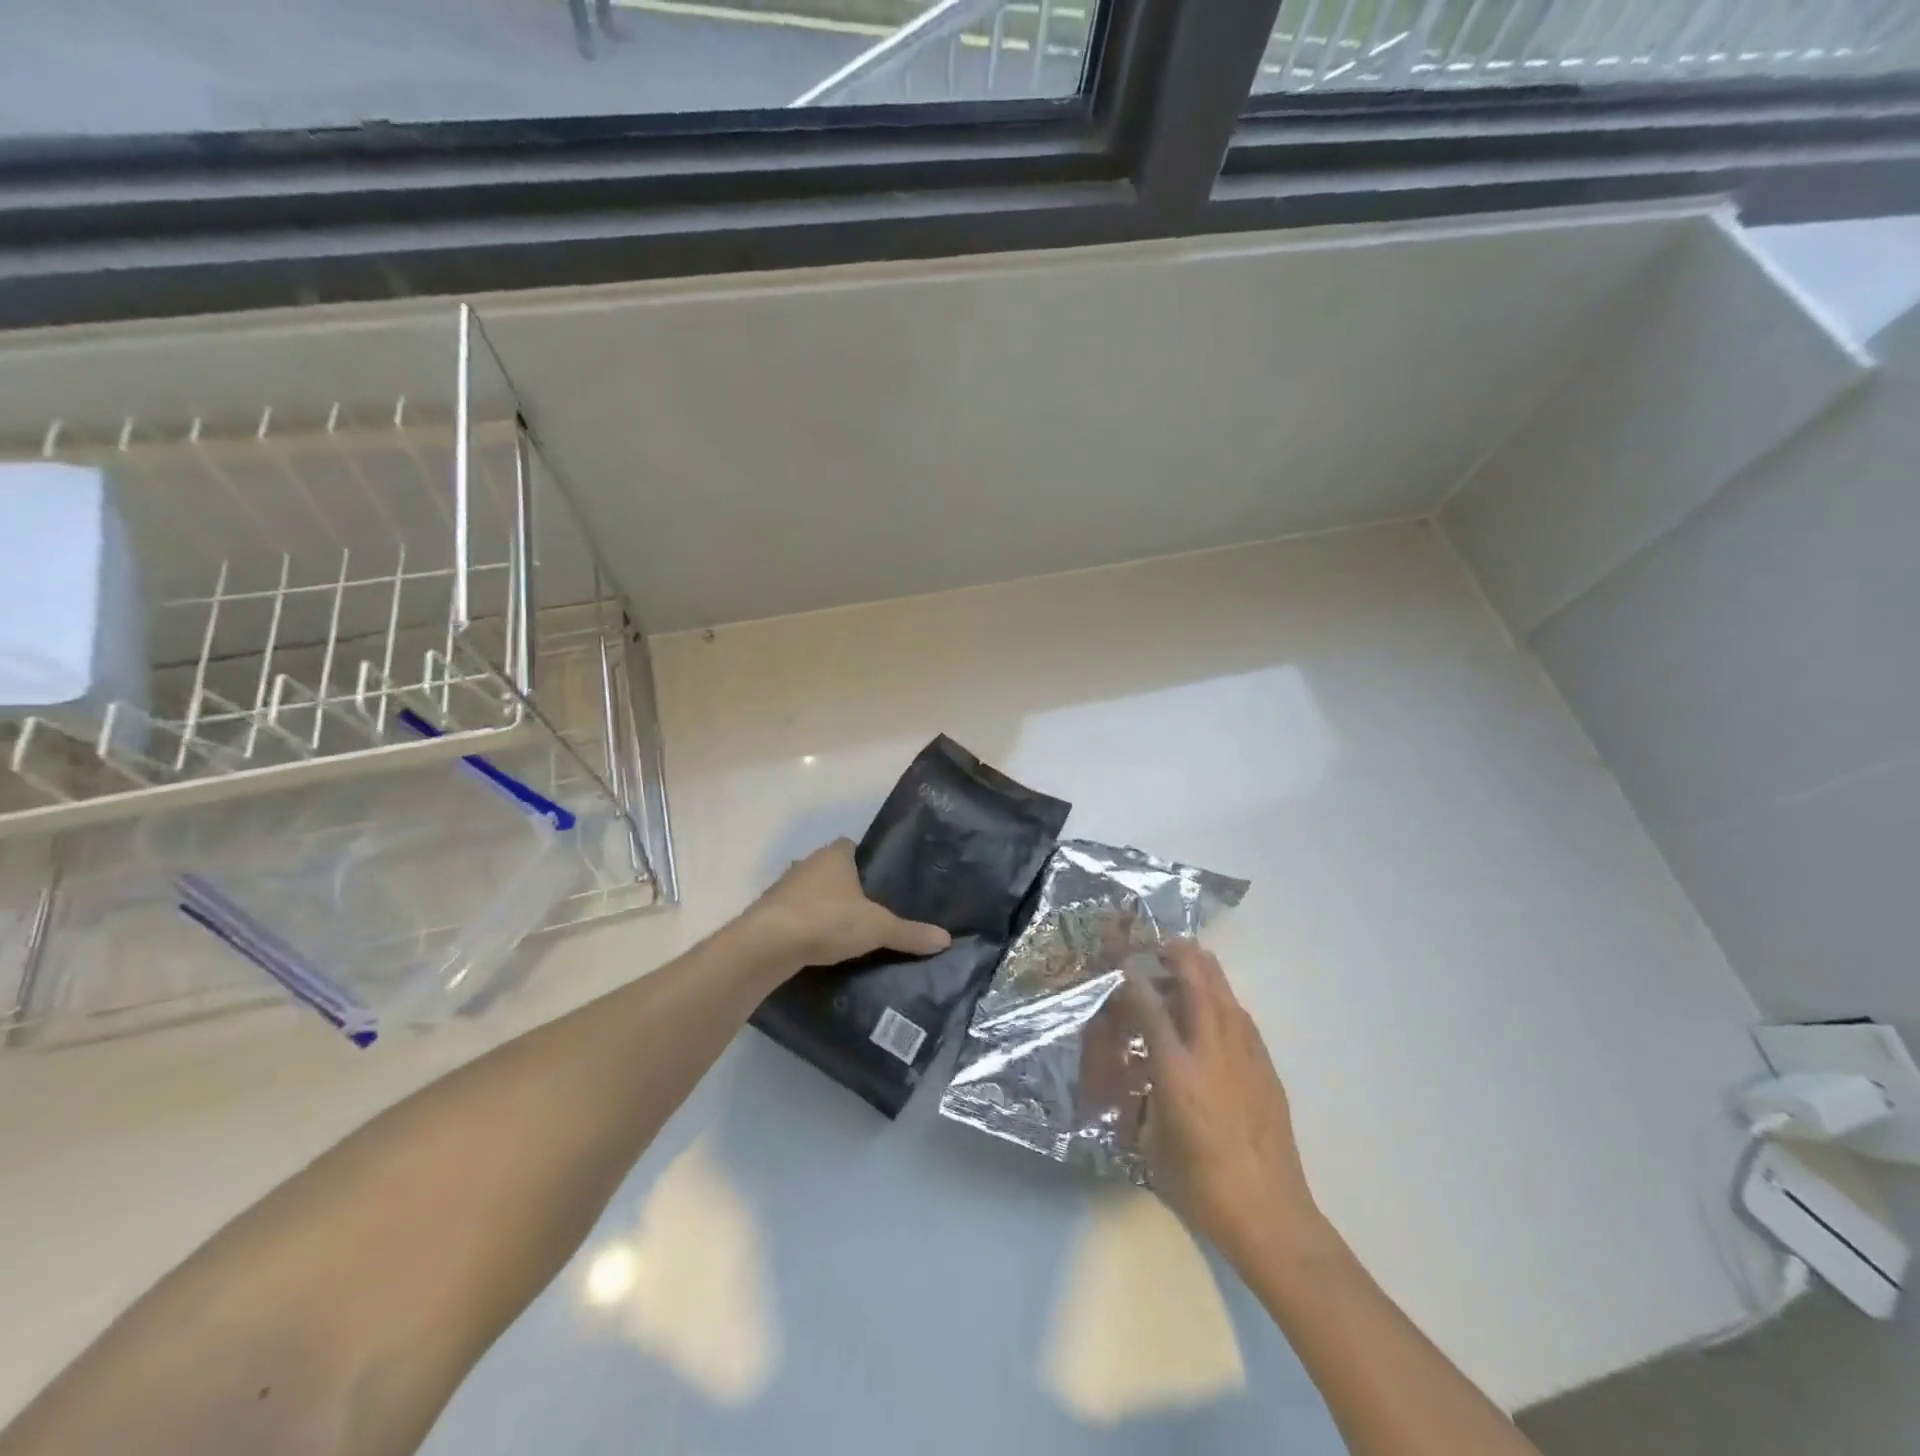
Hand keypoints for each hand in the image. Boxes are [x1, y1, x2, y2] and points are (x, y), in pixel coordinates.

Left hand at [743, 838, 951, 969]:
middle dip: (845, 886)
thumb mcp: (877, 928)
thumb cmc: (827, 920)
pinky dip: (805, 925)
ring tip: (844, 931)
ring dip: (822, 906)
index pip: (852, 846)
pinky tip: (817, 945)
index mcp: (834, 855)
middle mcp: (806, 863)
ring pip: (810, 892)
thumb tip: (946, 939)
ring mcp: (783, 887)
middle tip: (868, 910)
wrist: (768, 944)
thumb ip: (910, 933)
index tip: (880, 882)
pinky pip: (794, 914)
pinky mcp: (768, 912)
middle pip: (830, 869)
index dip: (865, 861)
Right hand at [1123, 941, 1326, 1270]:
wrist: (1270, 1215)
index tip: (1124, 967)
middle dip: (1179, 957)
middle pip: (1197, 984)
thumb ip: (1146, 1096)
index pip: (1152, 1008)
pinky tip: (1216, 1009)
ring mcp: (1246, 1057)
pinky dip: (1224, 1001)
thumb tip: (1142, 1073)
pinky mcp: (1267, 1069)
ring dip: (1205, 972)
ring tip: (1189, 963)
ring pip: (1225, 995)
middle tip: (1163, 945)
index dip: (1135, 982)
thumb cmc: (1201, 1187)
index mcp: (1178, 1071)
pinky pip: (1242, 1019)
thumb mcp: (1154, 1142)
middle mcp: (1212, 1052)